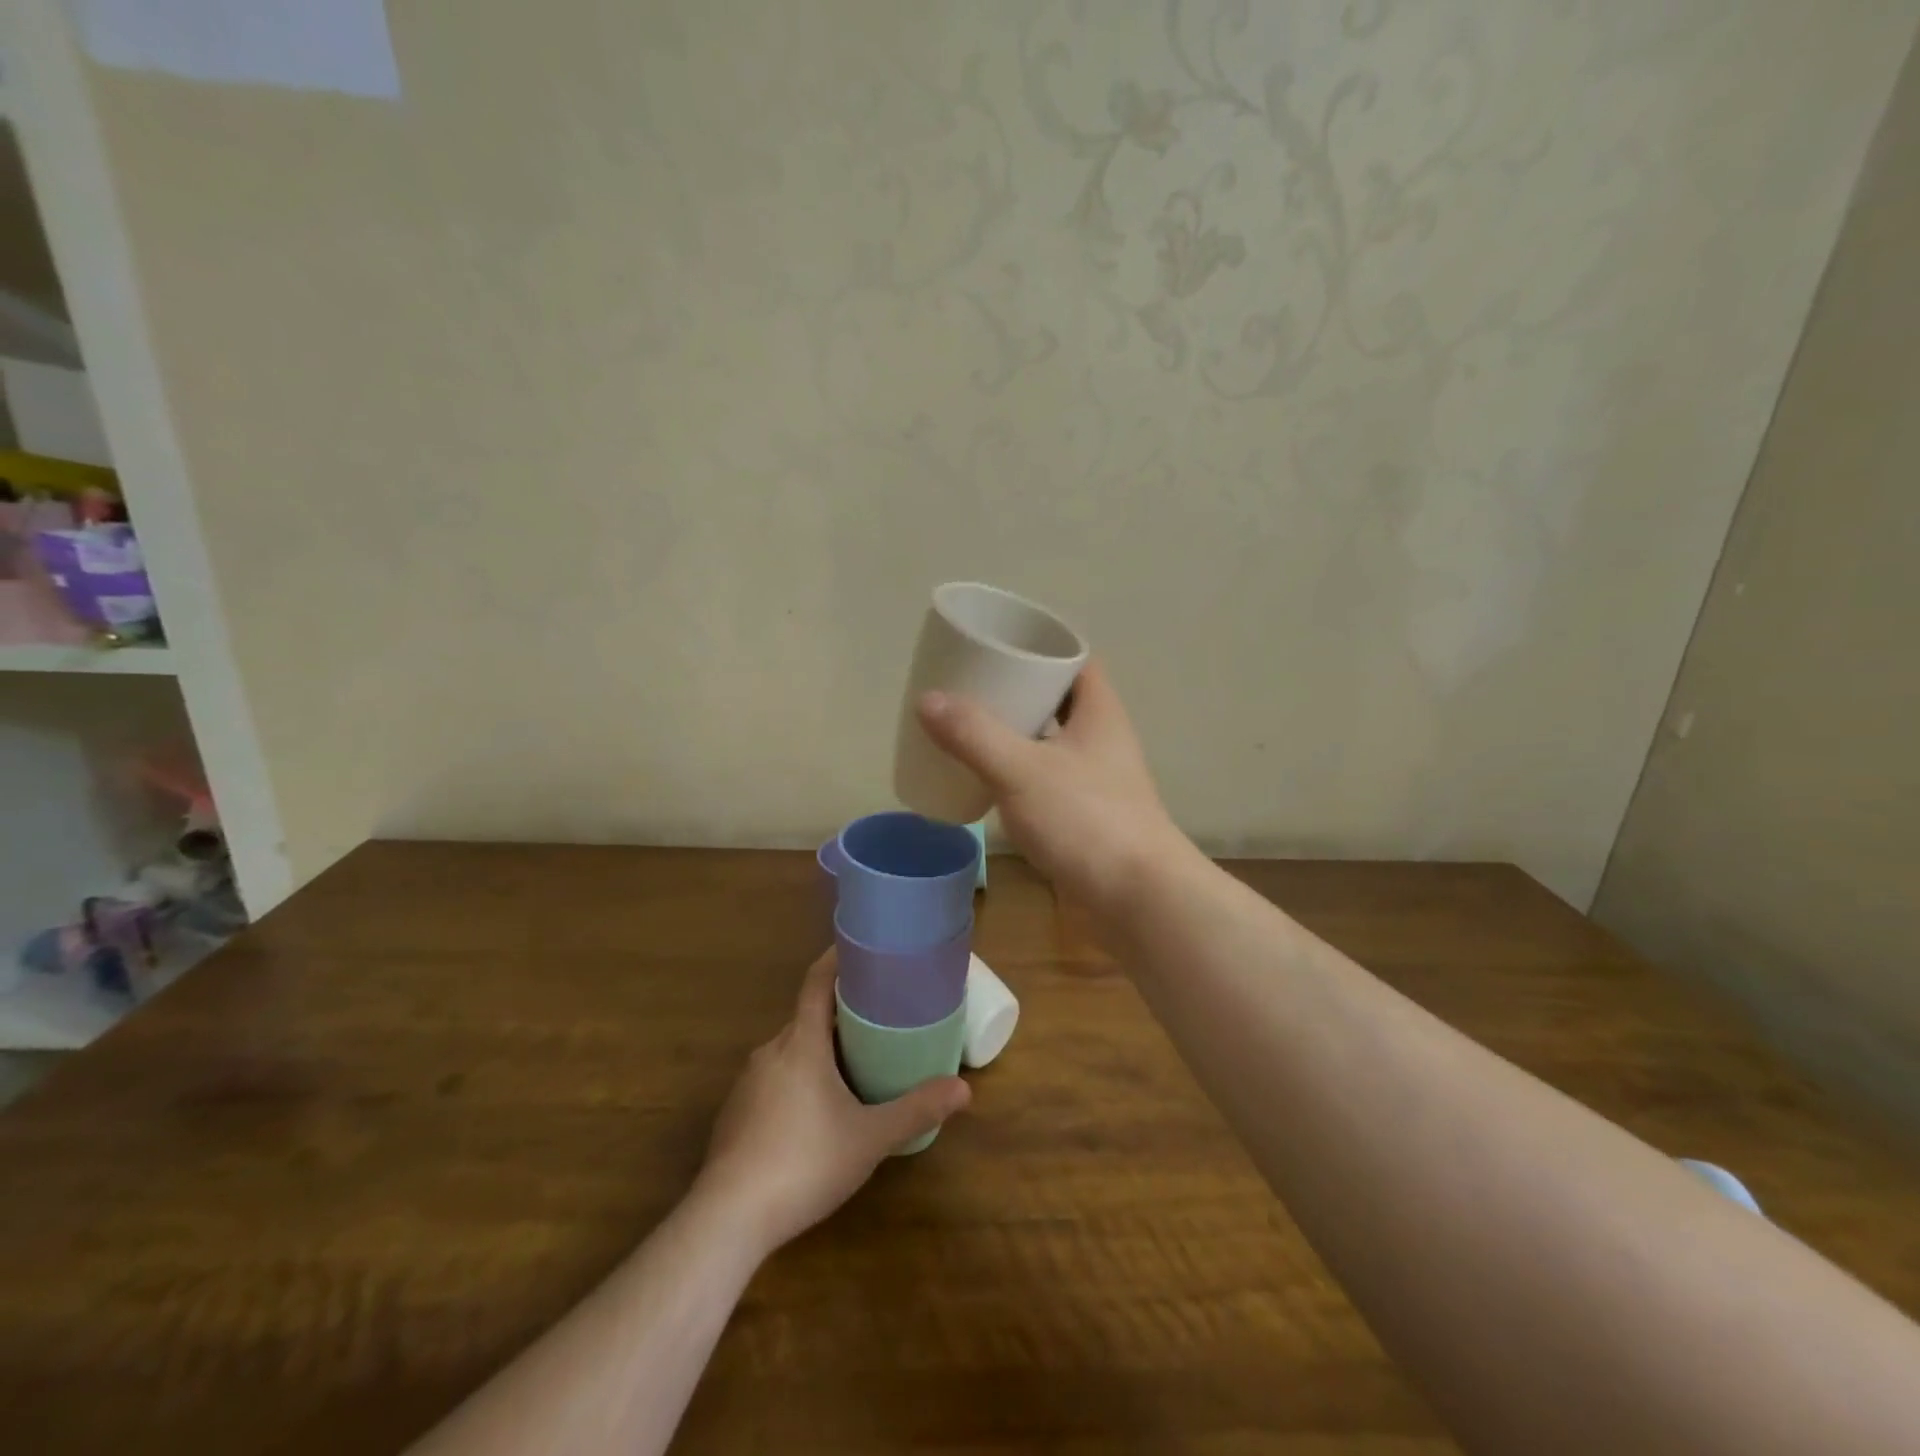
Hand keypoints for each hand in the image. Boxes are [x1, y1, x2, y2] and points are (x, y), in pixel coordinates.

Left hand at [695, 949, 970, 1257]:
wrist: (727, 1219)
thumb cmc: (804, 1162)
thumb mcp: (870, 1138)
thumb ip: (916, 1111)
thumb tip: (965, 1090)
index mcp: (800, 1043)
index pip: (815, 982)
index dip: (836, 959)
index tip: (859, 948)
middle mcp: (770, 1052)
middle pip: (806, 1017)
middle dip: (838, 1013)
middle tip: (876, 1017)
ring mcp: (747, 1084)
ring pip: (789, 1051)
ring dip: (818, 1049)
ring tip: (851, 1064)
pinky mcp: (735, 1114)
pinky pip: (773, 1079)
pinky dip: (797, 1079)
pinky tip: (814, 1113)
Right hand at [916, 658, 1188, 914]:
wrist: (1138, 899)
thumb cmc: (1086, 820)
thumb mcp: (1021, 770)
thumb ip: (973, 735)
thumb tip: (927, 699)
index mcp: (1098, 713)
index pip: (1075, 659)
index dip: (1040, 647)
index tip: (999, 644)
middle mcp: (1102, 739)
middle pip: (1059, 700)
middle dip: (1018, 691)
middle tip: (972, 687)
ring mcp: (1098, 779)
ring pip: (1052, 742)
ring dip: (1018, 734)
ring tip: (971, 729)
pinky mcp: (1087, 815)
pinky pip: (1048, 779)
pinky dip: (1020, 773)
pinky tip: (989, 782)